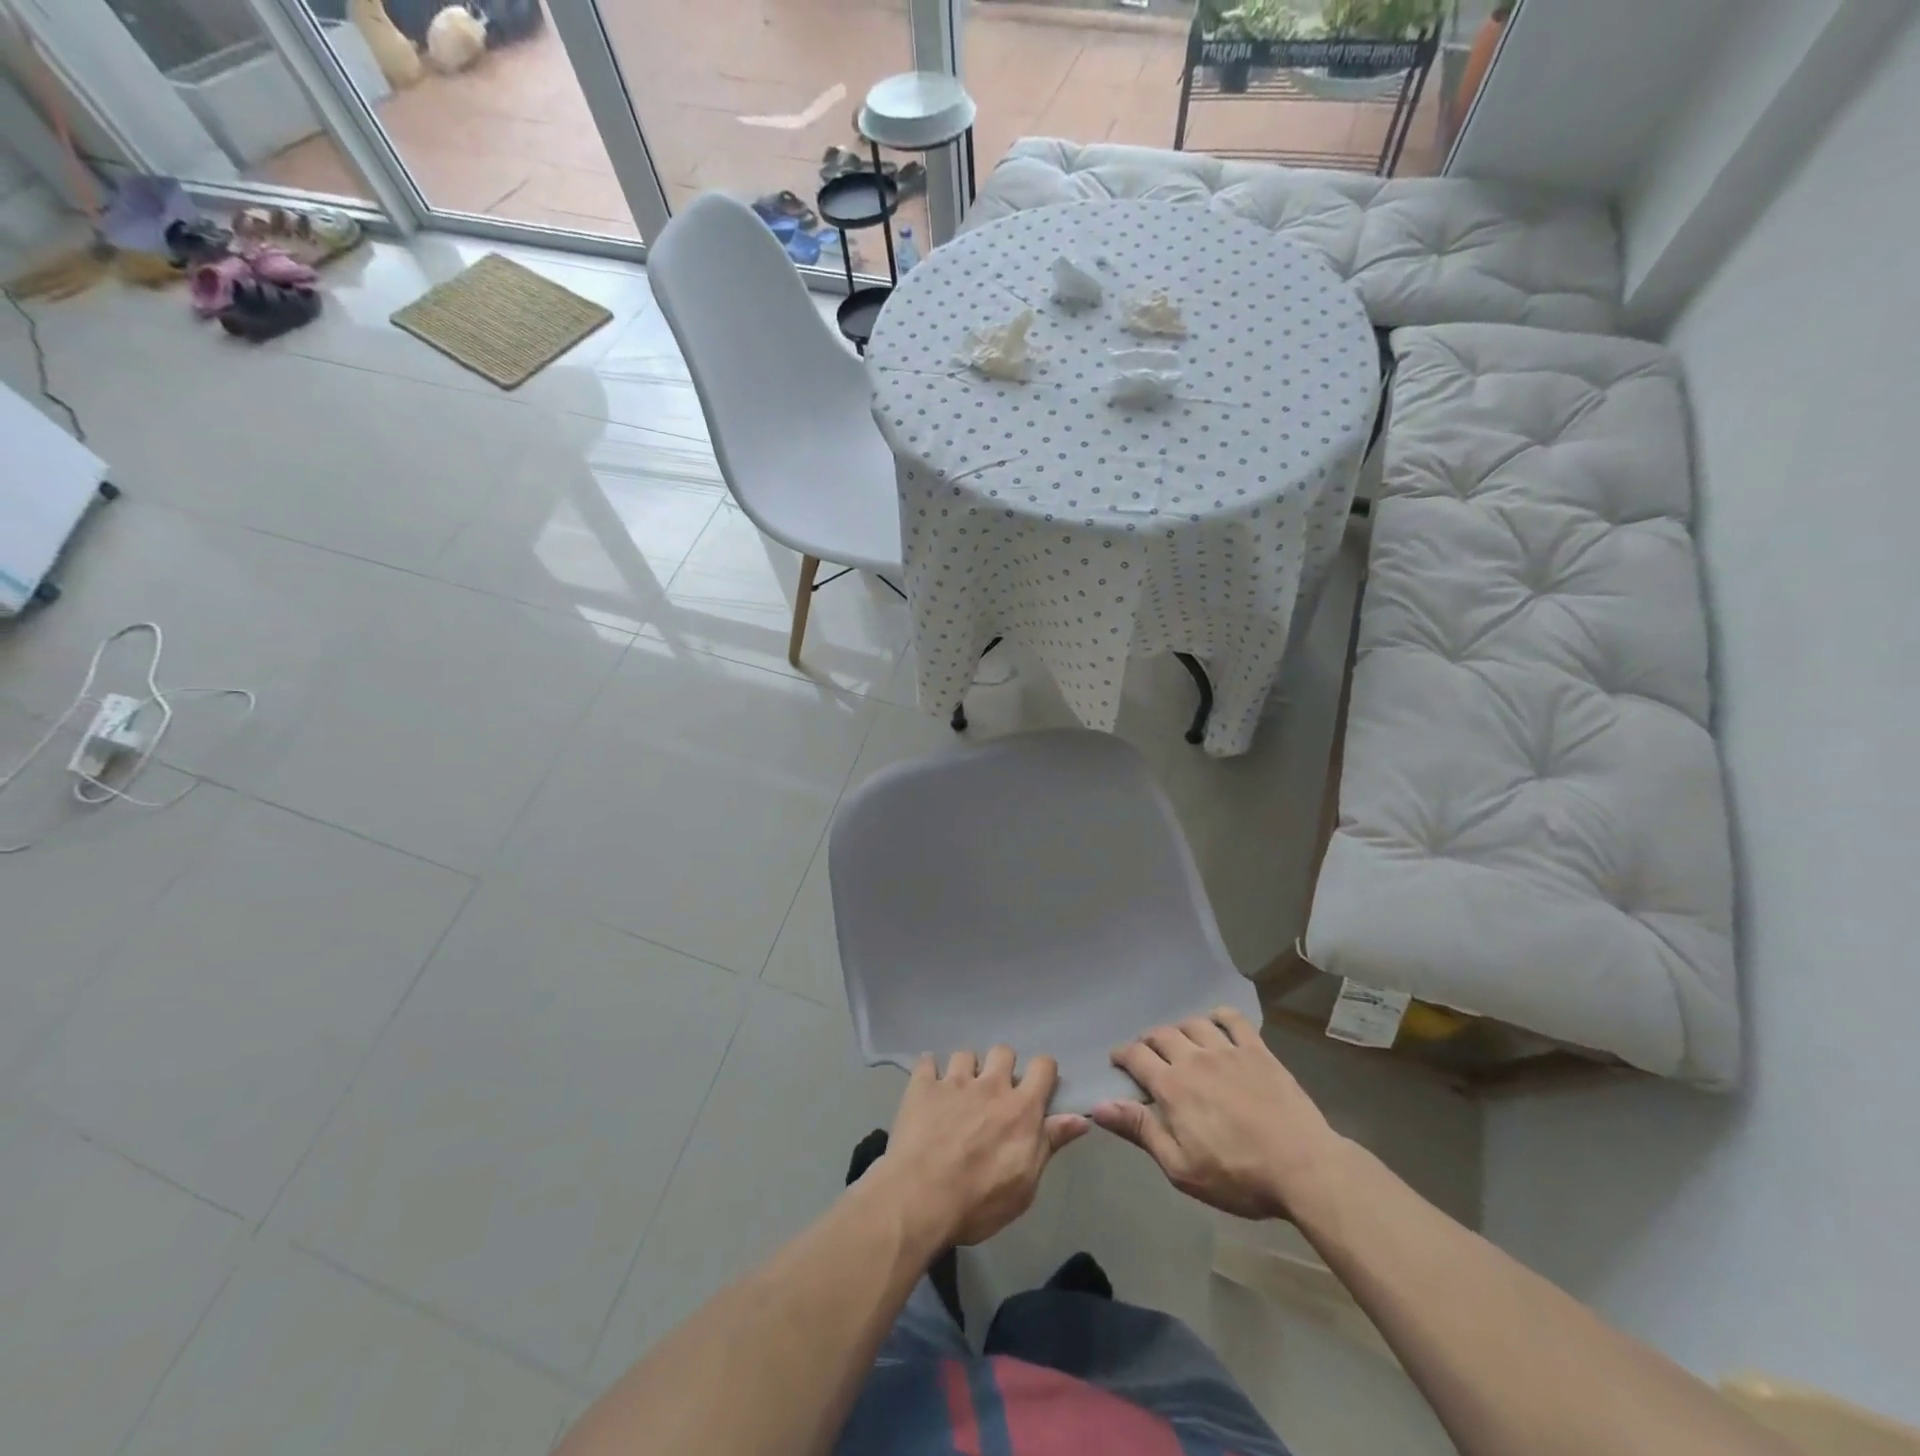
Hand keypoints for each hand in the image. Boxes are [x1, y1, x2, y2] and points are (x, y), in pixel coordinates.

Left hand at [874, 1048, 1088, 1247]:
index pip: (1043, 1066)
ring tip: (959, 1092)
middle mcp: (990, 1085)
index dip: (1043, 1072)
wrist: (921, 1198)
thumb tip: (1080, 1119)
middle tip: (995, 1092)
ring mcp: (954, 1082)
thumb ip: (1050, 1144)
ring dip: (966, 1070)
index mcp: (1020, 1108)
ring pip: (966, 1054)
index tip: (1038, 1086)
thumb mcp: (1025, 1184)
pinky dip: (929, 1070)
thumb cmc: (979, 1201)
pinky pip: (927, 1061)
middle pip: (1003, 1051)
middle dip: (1002, 1066)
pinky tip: (928, 1086)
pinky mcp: (923, 1086)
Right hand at [1091, 1008, 1343, 1219]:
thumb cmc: (1238, 1176)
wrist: (1303, 1168)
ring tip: (1181, 1043)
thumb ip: (1140, 1130)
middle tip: (1148, 1055)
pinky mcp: (1257, 1050)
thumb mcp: (1181, 1167)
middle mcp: (1194, 1058)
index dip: (1122, 1055)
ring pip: (1193, 1023)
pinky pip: (1233, 1019)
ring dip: (1180, 1029)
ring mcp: (1227, 1050)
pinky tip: (1216, 1025)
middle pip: (1161, 1034)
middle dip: (1148, 1041)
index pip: (1135, 1056)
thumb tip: (1099, 1105)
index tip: (1118, 1062)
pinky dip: (1218, 1016)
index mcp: (1171, 1086)